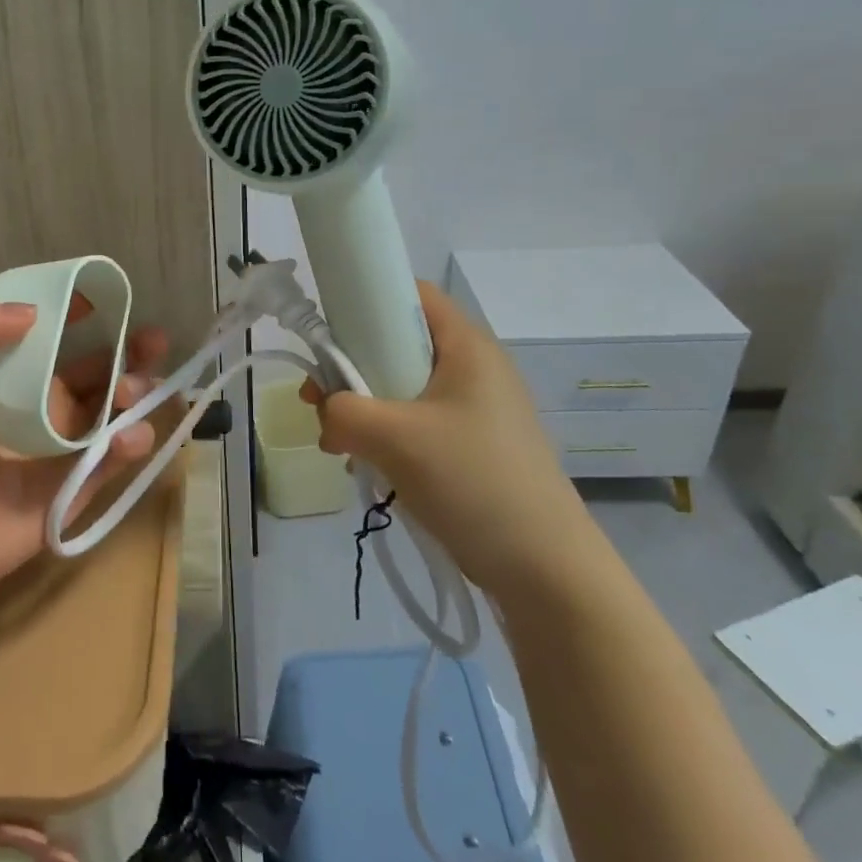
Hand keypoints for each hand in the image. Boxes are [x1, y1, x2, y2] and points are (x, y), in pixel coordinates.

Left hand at [0, 294, 169, 596]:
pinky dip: (133, 441)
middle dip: (129, 351)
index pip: (50, 336)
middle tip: (154, 340)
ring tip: (136, 391)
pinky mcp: (80, 484)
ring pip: (115, 409)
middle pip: (96, 370)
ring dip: (136, 392)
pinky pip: (116, 457)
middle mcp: (40, 406)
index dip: (76, 314)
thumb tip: (30, 312)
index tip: (102, 297)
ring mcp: (63, 447)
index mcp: (7, 377)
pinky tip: (131, 434)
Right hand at [304, 280, 592, 595]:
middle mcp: (473, 368)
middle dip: (352, 367)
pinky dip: (384, 435)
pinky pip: (415, 423)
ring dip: (363, 408)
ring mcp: (474, 410)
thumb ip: (343, 411)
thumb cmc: (473, 481)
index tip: (329, 333)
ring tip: (338, 444)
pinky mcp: (471, 445)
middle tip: (318, 400)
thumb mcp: (395, 438)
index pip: (412, 294)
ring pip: (401, 387)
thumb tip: (326, 412)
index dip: (366, 299)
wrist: (543, 567)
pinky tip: (365, 466)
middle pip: (398, 343)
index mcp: (467, 347)